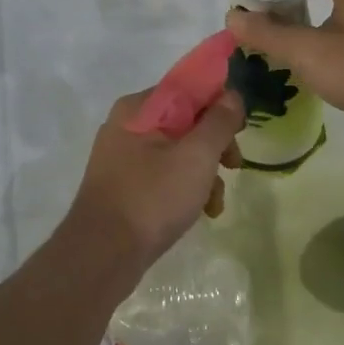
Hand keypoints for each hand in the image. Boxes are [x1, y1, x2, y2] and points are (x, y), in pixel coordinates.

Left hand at [64, 89, 244, 278]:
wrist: (103, 255)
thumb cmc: (152, 197)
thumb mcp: (196, 156)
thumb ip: (219, 122)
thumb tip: (232, 95)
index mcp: (139, 108)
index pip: (188, 89)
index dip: (219, 104)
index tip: (240, 129)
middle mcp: (127, 125)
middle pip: (186, 121)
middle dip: (215, 145)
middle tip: (234, 165)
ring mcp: (123, 157)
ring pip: (177, 151)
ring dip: (204, 173)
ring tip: (215, 203)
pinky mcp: (124, 186)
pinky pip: (163, 175)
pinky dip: (185, 189)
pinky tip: (201, 213)